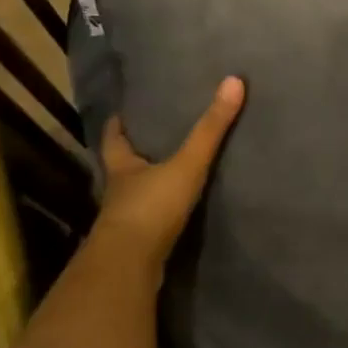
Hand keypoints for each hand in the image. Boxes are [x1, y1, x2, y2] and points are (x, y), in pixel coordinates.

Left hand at [94, 76, 244, 269]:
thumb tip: (233, 81)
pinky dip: (157, 214)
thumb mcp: (186, 164)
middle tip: (151, 138)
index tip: (121, 114)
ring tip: (168, 172)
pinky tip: (174, 212)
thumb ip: (210, 129)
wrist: (129, 267)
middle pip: (122, 167)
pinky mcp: (136, 247)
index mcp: (122, 167)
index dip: (117, 126)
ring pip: (134, 195)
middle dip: (134, 154)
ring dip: (147, 185)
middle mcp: (119, 192)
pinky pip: (148, 222)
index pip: (114, 140)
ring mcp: (125, 221)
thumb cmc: (151, 207)